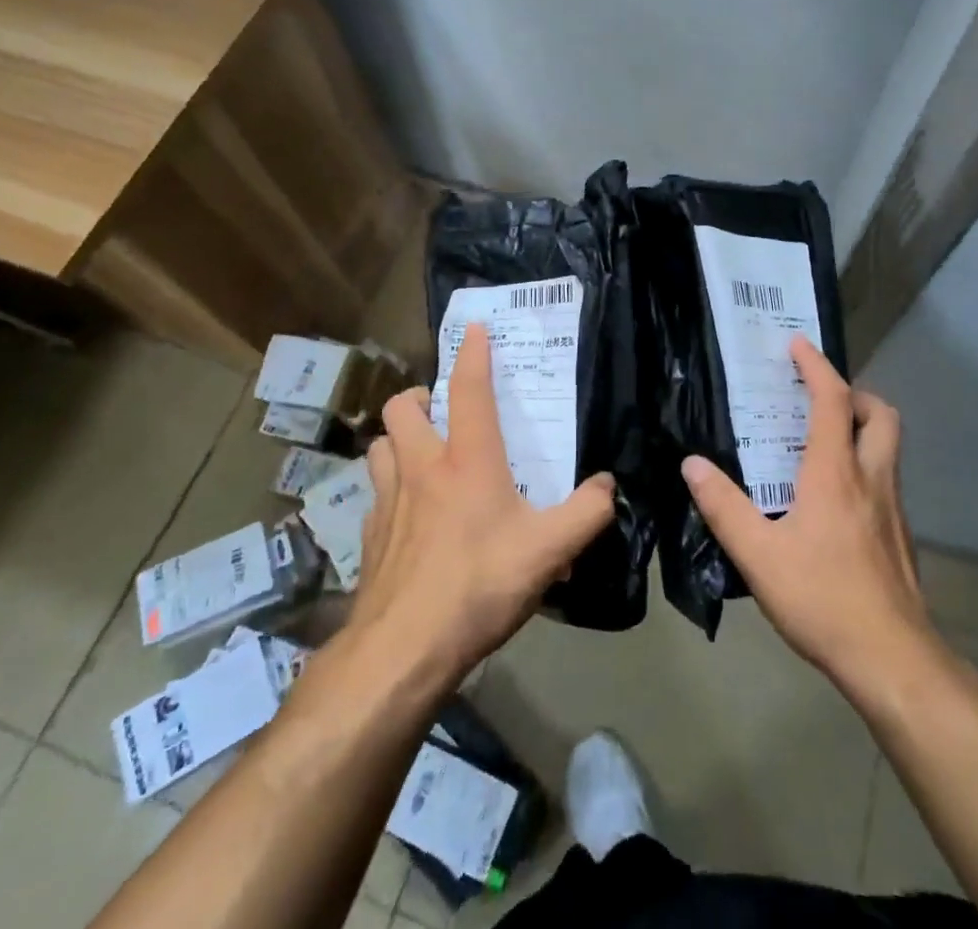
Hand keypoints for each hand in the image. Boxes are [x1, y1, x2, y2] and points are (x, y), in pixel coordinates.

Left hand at [346, 323, 616, 685]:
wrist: (404, 648)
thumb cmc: (480, 584)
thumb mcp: (550, 550)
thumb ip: (587, 513)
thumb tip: (607, 486)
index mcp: (467, 461)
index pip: (469, 390)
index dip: (473, 354)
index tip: (474, 328)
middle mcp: (422, 468)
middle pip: (403, 409)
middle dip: (420, 398)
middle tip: (441, 411)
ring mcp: (388, 502)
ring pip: (379, 446)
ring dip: (397, 440)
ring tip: (419, 454)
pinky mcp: (369, 537)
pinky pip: (374, 497)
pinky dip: (389, 493)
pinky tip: (407, 518)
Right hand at [681, 336, 930, 689]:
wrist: (892, 659)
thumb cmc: (822, 597)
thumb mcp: (758, 555)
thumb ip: (723, 506)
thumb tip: (691, 464)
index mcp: (835, 472)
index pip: (832, 400)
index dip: (816, 366)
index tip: (797, 344)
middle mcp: (871, 478)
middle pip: (880, 414)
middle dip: (854, 393)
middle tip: (820, 399)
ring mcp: (893, 508)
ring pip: (888, 447)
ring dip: (862, 428)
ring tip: (823, 442)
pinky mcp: (900, 537)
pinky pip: (885, 480)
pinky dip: (864, 466)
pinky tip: (837, 499)